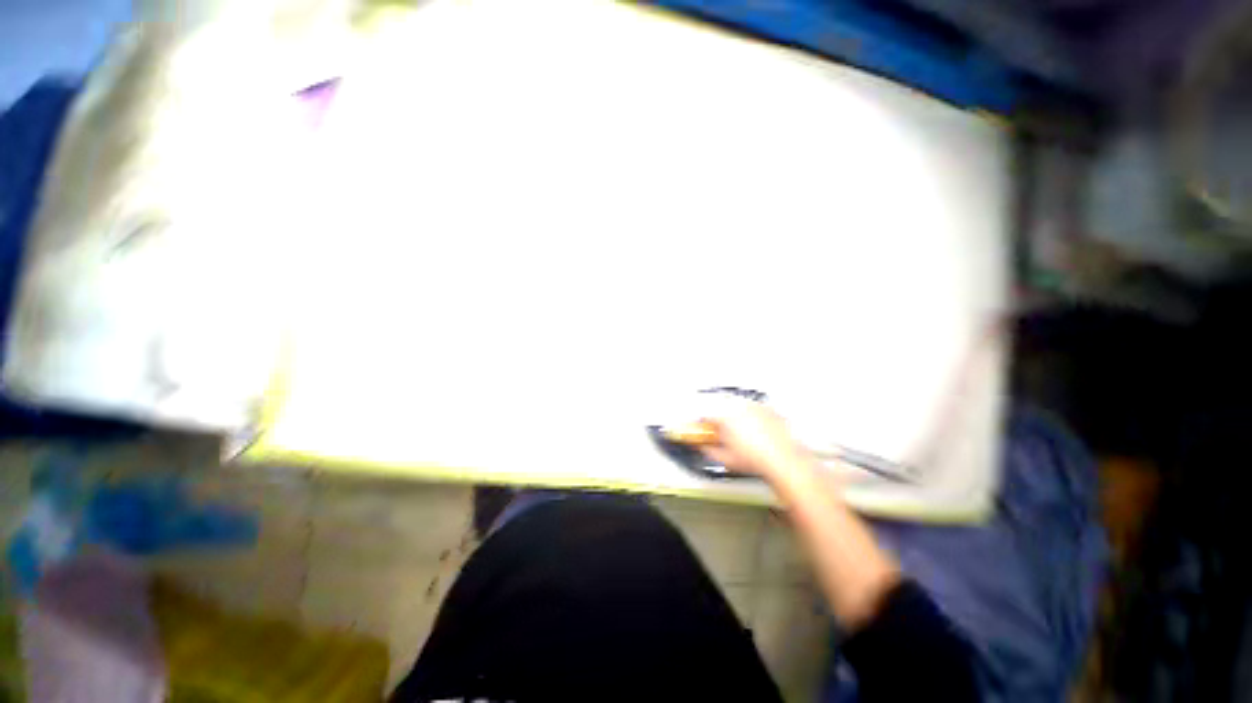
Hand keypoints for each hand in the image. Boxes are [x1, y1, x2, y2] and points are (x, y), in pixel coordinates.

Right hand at [697, 398, 807, 480]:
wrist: (784, 461)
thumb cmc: (756, 460)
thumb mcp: (725, 459)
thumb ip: (708, 450)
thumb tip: (703, 447)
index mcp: (725, 416)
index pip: (705, 415)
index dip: (702, 423)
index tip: (703, 428)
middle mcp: (739, 407)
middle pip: (722, 408)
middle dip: (719, 418)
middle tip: (722, 431)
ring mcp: (755, 406)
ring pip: (738, 406)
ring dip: (735, 416)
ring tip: (741, 433)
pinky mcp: (769, 409)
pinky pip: (755, 409)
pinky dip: (752, 417)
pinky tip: (756, 431)